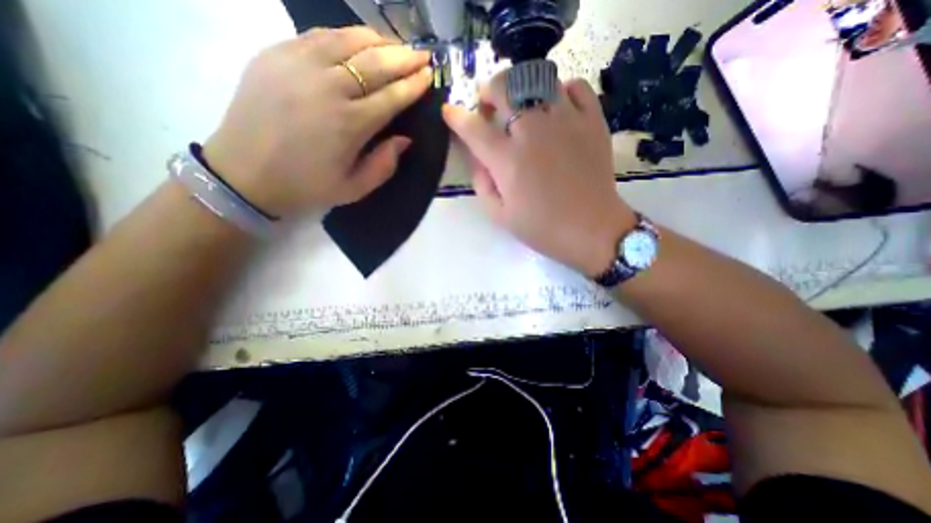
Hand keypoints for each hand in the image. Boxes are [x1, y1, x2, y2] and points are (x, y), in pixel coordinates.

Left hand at [203, 24, 432, 218]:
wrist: (245, 173)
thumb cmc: (307, 186)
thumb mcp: (355, 188)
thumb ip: (384, 165)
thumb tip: (405, 138)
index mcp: (350, 124)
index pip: (391, 96)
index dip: (413, 84)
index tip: (429, 75)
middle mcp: (328, 87)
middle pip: (375, 63)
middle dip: (404, 57)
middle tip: (422, 55)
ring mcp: (299, 64)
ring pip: (348, 39)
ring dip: (378, 41)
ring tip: (396, 45)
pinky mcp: (276, 53)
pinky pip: (320, 35)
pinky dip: (346, 35)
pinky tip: (359, 41)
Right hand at [445, 74, 637, 277]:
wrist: (591, 230)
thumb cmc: (542, 228)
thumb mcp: (500, 215)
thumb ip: (482, 183)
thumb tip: (478, 156)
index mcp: (507, 160)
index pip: (473, 128)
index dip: (456, 117)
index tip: (450, 112)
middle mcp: (533, 132)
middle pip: (504, 88)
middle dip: (489, 92)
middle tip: (490, 107)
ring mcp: (566, 121)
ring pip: (538, 79)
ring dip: (522, 88)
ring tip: (523, 107)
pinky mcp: (592, 121)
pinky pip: (575, 86)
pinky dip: (561, 90)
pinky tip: (556, 108)